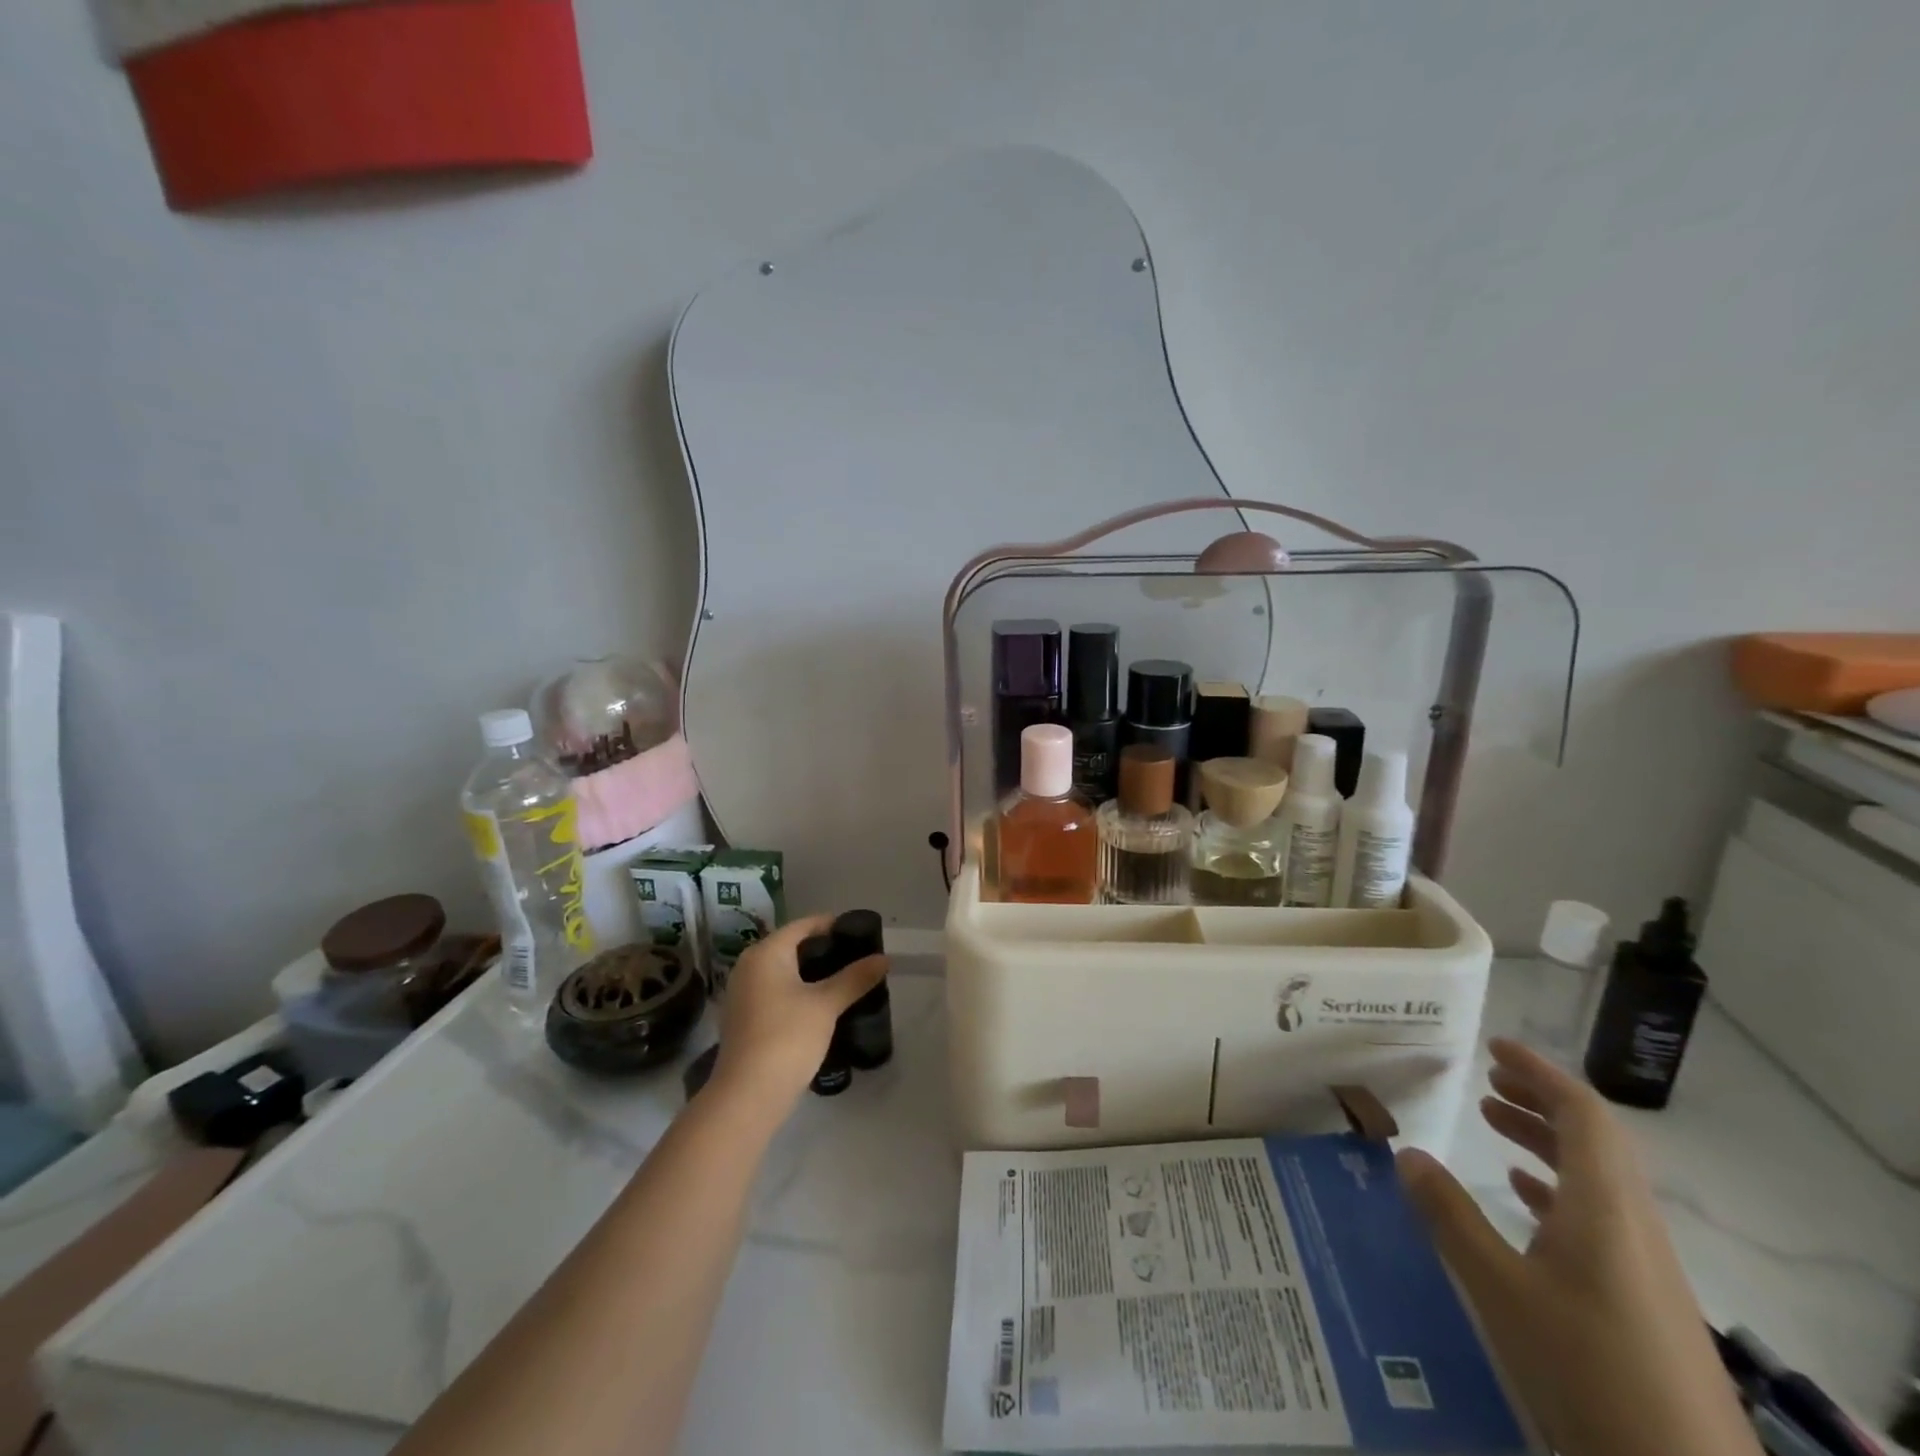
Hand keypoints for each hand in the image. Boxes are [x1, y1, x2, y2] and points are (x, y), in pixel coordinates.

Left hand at [710, 915, 887, 1107]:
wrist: (748, 1095)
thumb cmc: (787, 1037)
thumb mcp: (826, 1004)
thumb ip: (855, 978)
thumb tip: (884, 959)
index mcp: (766, 952)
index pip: (804, 925)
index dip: (832, 925)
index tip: (860, 933)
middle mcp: (749, 966)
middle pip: (792, 946)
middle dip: (824, 951)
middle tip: (857, 958)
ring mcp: (742, 993)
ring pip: (783, 971)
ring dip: (811, 973)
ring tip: (844, 980)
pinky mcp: (744, 1018)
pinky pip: (775, 991)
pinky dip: (797, 991)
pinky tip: (821, 1005)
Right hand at [1397, 1039, 1759, 1455]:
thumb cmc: (1589, 1371)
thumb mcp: (1501, 1290)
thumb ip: (1451, 1217)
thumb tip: (1406, 1153)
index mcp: (1605, 1208)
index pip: (1582, 1115)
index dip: (1540, 1073)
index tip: (1494, 1047)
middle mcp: (1632, 1225)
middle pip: (1593, 1140)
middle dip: (1538, 1100)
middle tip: (1486, 1077)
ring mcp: (1645, 1265)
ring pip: (1596, 1178)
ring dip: (1545, 1140)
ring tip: (1492, 1122)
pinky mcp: (1645, 1300)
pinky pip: (1600, 1216)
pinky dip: (1558, 1187)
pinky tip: (1523, 1197)